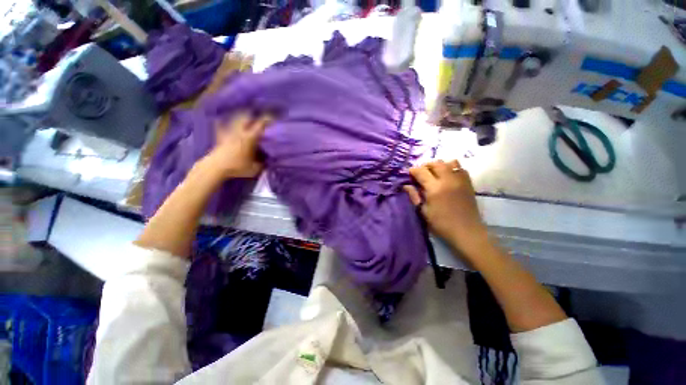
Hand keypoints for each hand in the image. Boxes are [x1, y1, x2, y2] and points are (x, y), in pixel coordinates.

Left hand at [204, 112, 272, 178]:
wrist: (215, 168)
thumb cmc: (237, 167)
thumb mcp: (255, 168)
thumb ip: (262, 163)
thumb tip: (267, 160)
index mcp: (249, 138)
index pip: (260, 125)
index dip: (267, 119)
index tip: (273, 118)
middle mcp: (239, 132)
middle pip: (245, 117)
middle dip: (252, 116)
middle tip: (258, 118)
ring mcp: (228, 133)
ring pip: (234, 120)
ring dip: (240, 118)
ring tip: (245, 119)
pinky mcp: (220, 138)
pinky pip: (220, 126)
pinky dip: (222, 123)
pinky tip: (222, 121)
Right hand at [404, 160, 488, 256]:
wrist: (467, 231)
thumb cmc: (441, 224)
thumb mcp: (423, 211)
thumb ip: (414, 196)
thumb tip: (406, 185)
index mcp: (435, 188)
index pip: (421, 171)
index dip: (413, 170)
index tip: (409, 174)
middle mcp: (448, 180)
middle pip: (436, 163)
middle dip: (425, 166)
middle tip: (421, 174)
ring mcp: (460, 180)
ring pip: (449, 162)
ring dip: (439, 165)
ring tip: (435, 173)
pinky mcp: (468, 183)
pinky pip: (460, 168)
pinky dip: (451, 168)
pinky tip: (447, 177)